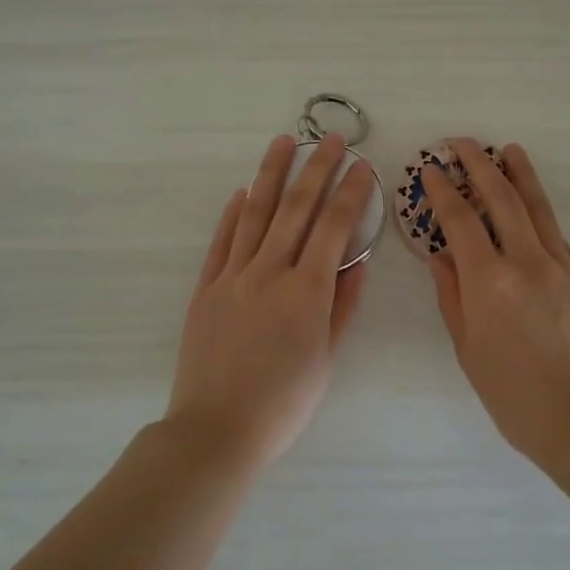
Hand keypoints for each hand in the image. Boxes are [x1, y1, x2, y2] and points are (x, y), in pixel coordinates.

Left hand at [166, 133, 374, 466]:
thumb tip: (358, 262)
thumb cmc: (283, 403)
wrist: (216, 430)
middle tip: (328, 139)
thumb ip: (342, 307)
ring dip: (271, 174)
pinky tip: (242, 191)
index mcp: (307, 292)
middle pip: (296, 208)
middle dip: (316, 168)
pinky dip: (233, 213)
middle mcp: (270, 273)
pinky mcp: (206, 288)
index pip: (334, 228)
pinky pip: (221, 242)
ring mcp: (233, 277)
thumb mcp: (326, 359)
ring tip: (283, 142)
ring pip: (255, 214)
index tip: (363, 166)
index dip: (351, 193)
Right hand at [420, 140, 569, 458]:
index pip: (461, 220)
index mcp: (490, 281)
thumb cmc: (513, 393)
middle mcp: (526, 262)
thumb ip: (452, 295)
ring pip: (537, 207)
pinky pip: (555, 233)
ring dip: (519, 174)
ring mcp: (560, 266)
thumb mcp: (468, 348)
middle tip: (461, 142)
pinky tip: (531, 204)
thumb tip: (440, 255)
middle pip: (501, 199)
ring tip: (508, 149)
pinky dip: (539, 210)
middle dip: (479, 165)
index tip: (432, 168)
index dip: (443, 190)